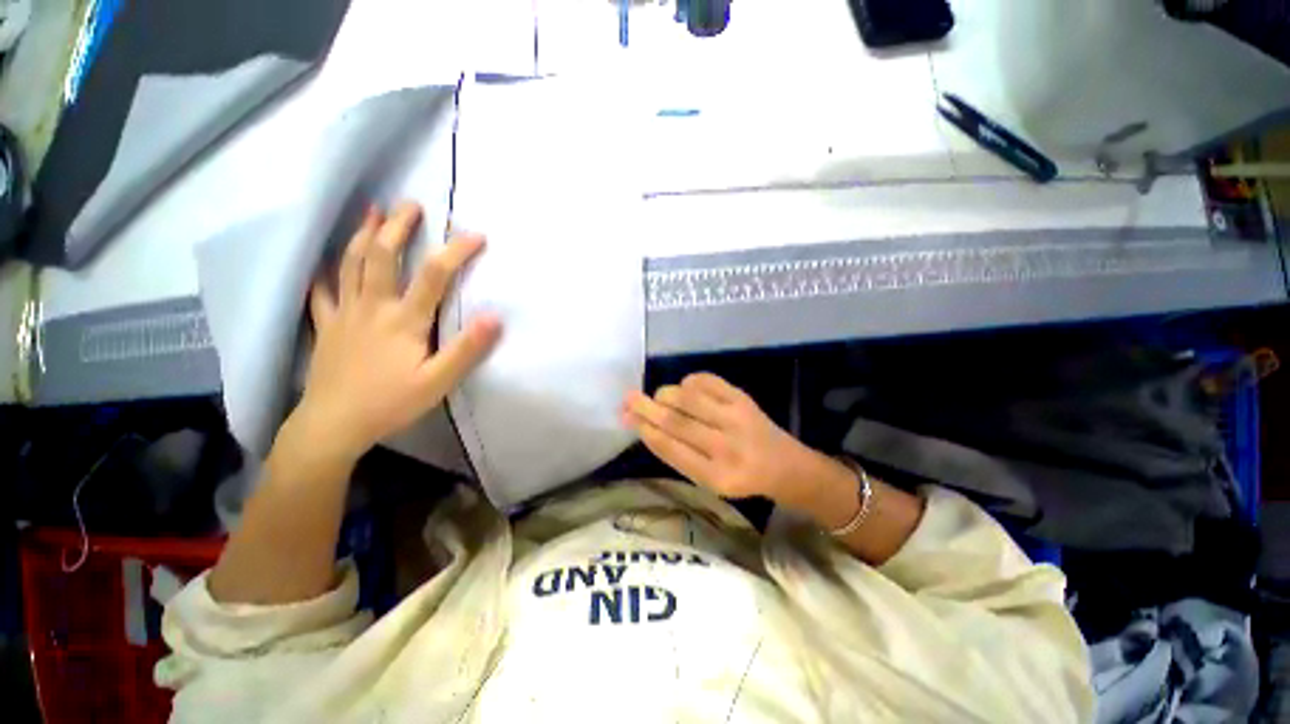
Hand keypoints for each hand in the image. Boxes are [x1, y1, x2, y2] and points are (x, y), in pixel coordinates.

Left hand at [292, 202, 501, 462]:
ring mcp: (344, 314)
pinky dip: (325, 273)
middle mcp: (372, 307)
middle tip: (411, 204)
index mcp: (403, 320)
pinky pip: (322, 292)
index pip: (433, 275)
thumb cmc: (390, 403)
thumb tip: (495, 317)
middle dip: (397, 226)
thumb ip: (466, 349)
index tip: (477, 235)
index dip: (455, 251)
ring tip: (373, 212)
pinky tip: (326, 263)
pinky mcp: (326, 327)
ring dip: (362, 234)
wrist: (332, 426)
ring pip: (350, 264)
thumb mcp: (438, 382)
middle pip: (381, 256)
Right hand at [622, 373, 827, 506]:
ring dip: (666, 394)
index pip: (672, 449)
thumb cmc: (740, 477)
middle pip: (677, 422)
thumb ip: (679, 455)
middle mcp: (727, 447)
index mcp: (717, 477)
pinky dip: (689, 381)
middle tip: (627, 398)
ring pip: (689, 398)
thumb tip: (644, 426)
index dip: (646, 431)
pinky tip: (685, 388)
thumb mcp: (708, 481)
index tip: (628, 418)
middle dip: (647, 408)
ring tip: (658, 397)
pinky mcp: (744, 398)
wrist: (785, 465)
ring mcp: (737, 418)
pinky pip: (707, 381)